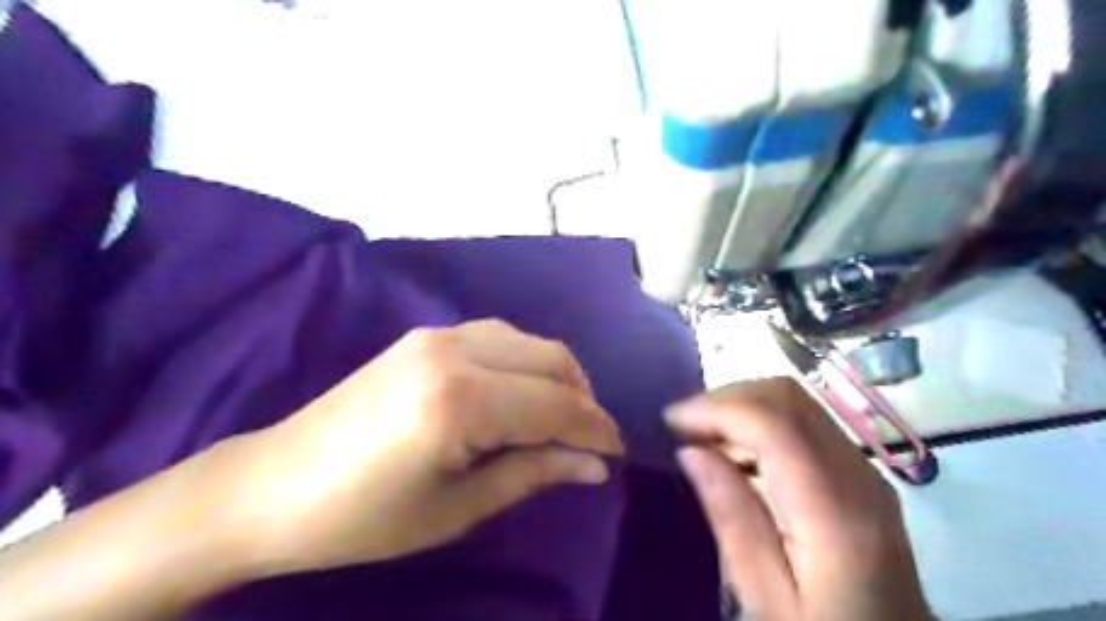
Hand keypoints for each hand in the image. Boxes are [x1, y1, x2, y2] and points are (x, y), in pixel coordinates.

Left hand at [226, 319, 620, 576]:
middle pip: (553, 360)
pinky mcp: (425, 334)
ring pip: (529, 341)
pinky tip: (523, 392)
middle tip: (590, 442)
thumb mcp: (457, 509)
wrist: (272, 485)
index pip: (557, 405)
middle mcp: (456, 351)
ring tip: (561, 418)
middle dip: (584, 399)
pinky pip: (500, 337)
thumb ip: (533, 473)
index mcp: (461, 401)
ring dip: (558, 376)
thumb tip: (594, 465)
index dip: (596, 430)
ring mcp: (438, 335)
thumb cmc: (363, 518)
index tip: (616, 454)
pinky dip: (526, 361)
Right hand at [665, 376, 930, 619]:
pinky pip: (804, 421)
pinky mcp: (859, 473)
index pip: (772, 423)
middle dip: (725, 398)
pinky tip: (735, 451)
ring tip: (701, 437)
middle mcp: (858, 477)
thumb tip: (691, 452)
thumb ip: (732, 520)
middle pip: (787, 397)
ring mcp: (864, 470)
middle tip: (682, 427)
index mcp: (836, 515)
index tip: (669, 423)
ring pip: (795, 401)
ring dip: (741, 406)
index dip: (714, 409)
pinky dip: (760, 420)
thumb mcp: (765, 601)